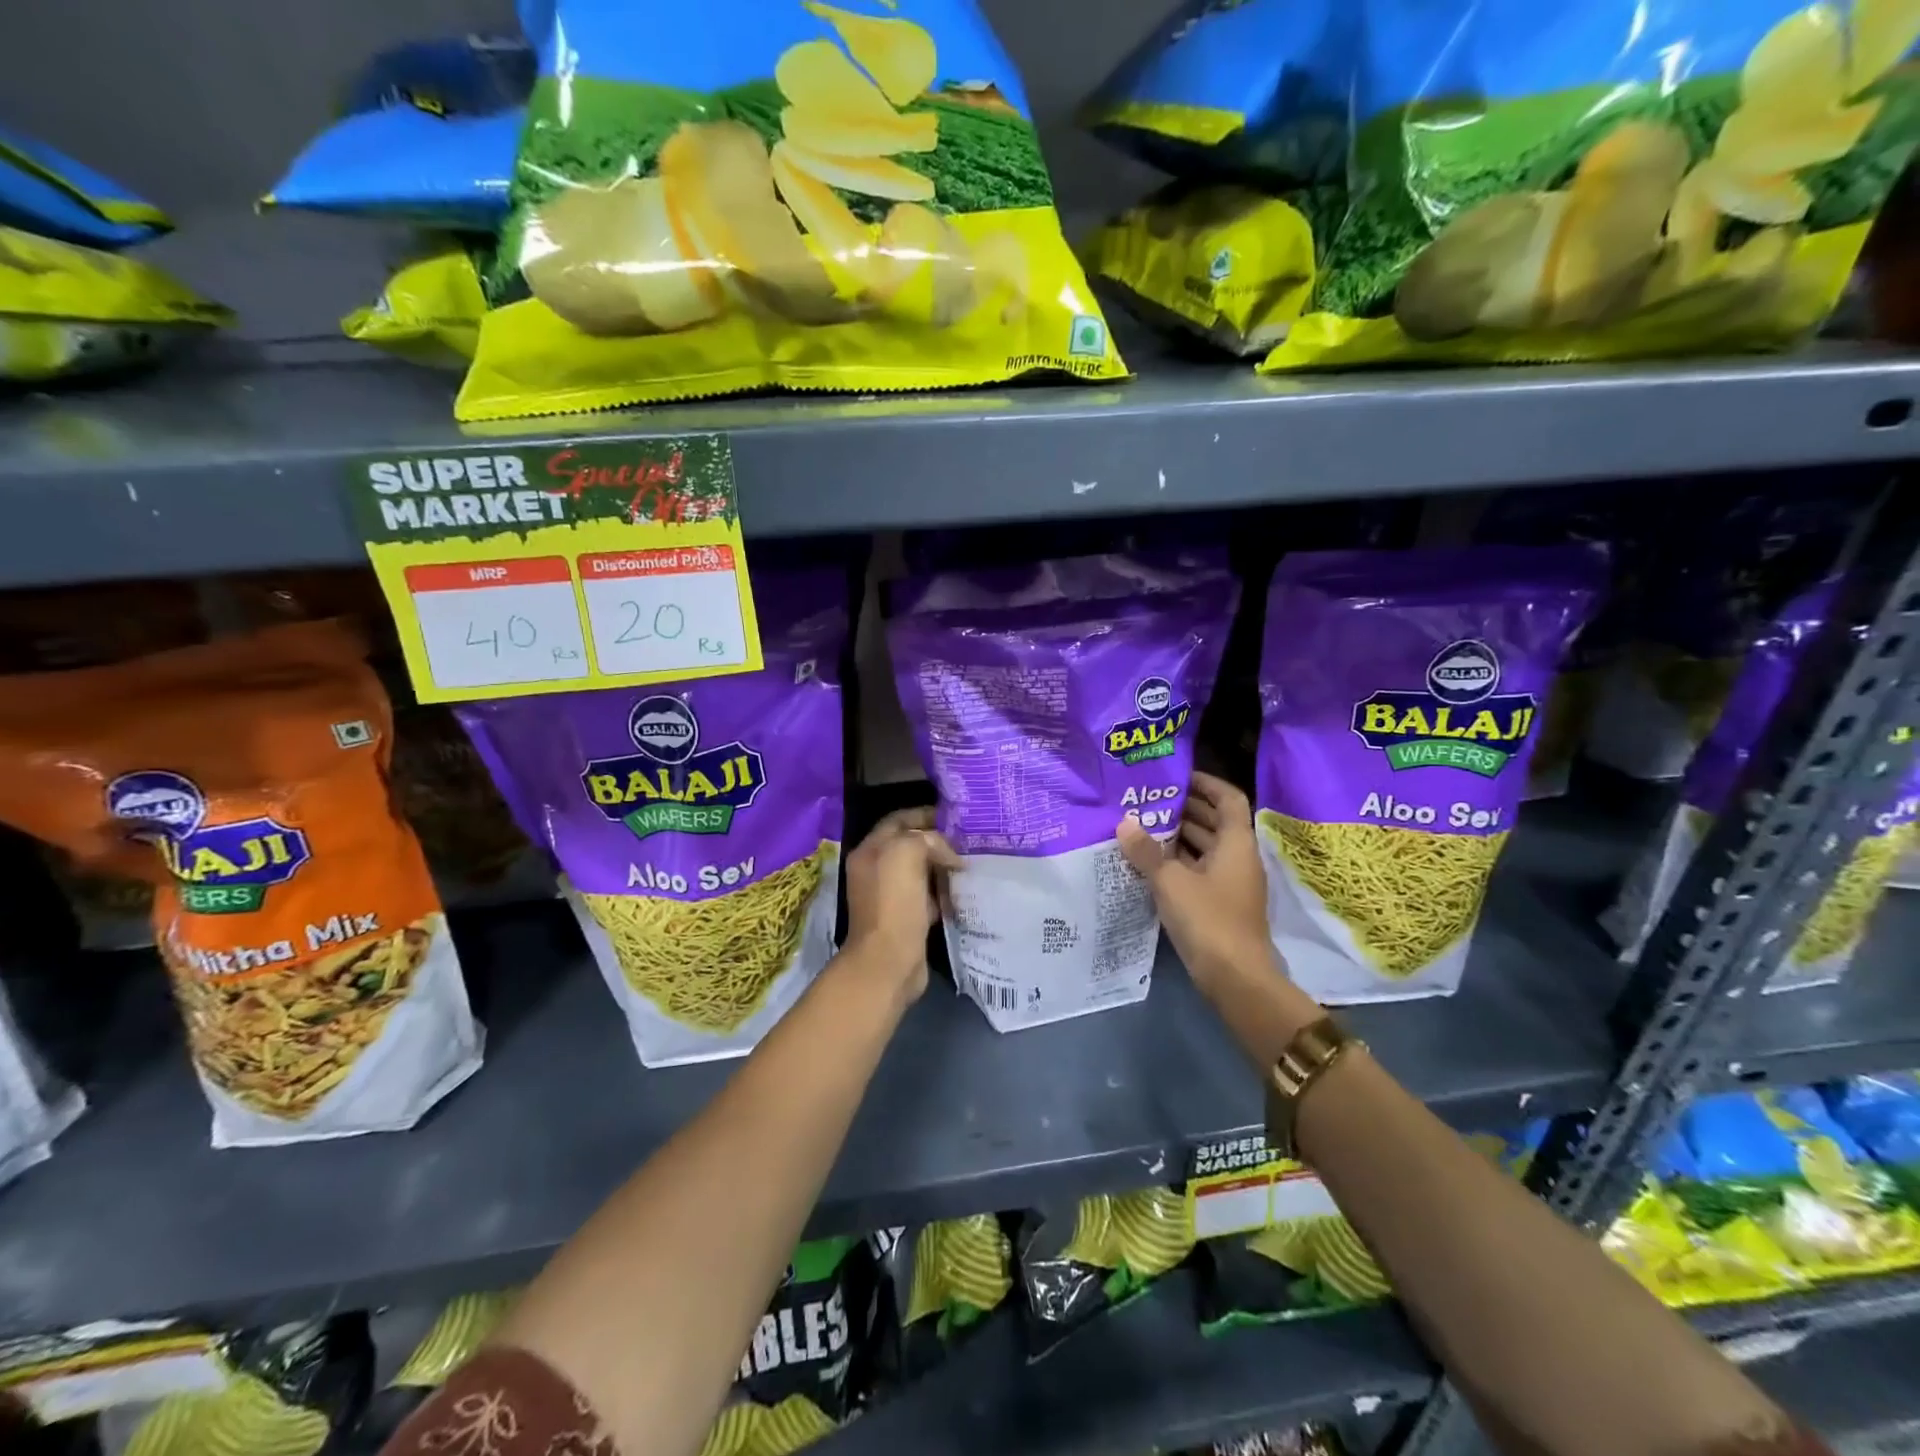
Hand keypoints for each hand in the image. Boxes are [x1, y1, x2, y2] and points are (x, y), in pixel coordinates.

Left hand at [843, 807, 959, 1001]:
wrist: (889, 961)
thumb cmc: (895, 902)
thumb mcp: (907, 853)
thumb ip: (927, 839)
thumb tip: (948, 854)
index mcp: (870, 850)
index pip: (898, 820)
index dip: (924, 813)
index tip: (954, 817)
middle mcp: (876, 869)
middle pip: (910, 844)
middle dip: (937, 841)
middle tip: (967, 840)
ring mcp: (889, 895)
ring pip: (921, 870)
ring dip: (943, 866)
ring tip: (970, 863)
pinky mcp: (905, 917)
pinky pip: (927, 895)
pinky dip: (944, 892)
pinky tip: (962, 891)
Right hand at [1117, 771, 1277, 988]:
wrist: (1235, 978)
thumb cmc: (1208, 919)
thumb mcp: (1171, 881)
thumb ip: (1146, 851)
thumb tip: (1124, 822)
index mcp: (1236, 844)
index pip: (1228, 799)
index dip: (1206, 783)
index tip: (1176, 777)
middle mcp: (1238, 858)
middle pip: (1215, 822)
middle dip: (1185, 809)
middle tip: (1148, 800)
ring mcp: (1230, 883)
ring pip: (1206, 848)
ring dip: (1179, 836)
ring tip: (1142, 826)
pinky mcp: (1220, 905)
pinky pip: (1199, 871)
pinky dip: (1178, 862)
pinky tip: (1149, 862)